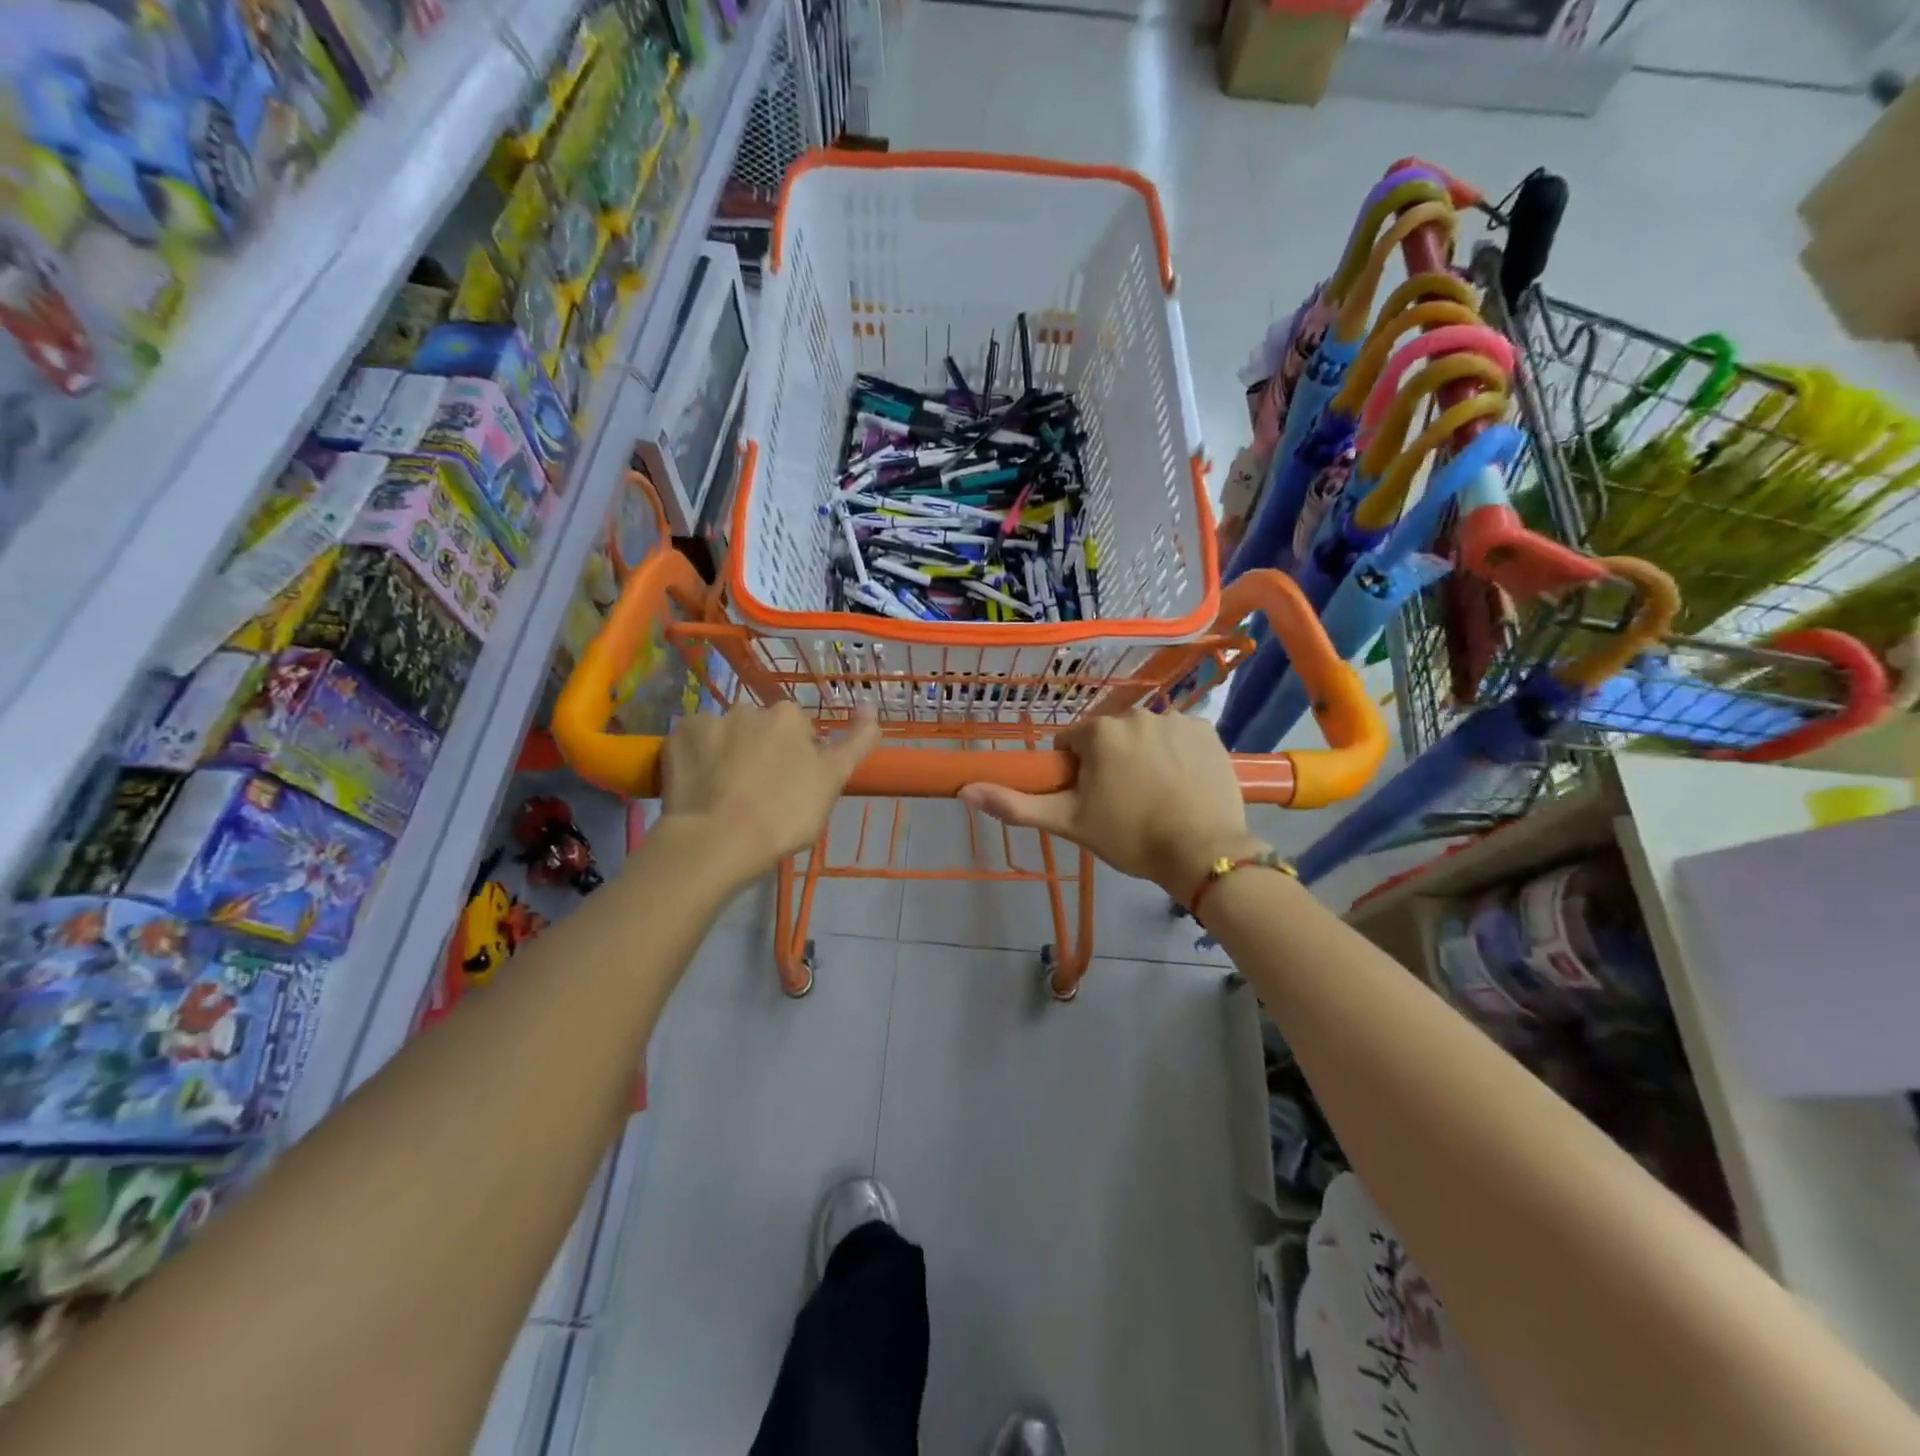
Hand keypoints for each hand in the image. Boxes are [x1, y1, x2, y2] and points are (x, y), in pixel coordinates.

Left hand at [658, 703, 880, 884]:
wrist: (719, 841)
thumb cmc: (785, 814)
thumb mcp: (833, 781)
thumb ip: (856, 742)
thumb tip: (871, 707)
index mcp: (789, 716)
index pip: (800, 731)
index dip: (799, 759)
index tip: (793, 788)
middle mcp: (748, 708)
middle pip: (761, 729)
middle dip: (762, 751)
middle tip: (760, 793)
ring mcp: (708, 721)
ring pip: (725, 735)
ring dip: (728, 753)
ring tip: (725, 794)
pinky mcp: (676, 737)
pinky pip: (692, 742)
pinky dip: (697, 758)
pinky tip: (700, 787)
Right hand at [958, 712, 1260, 897]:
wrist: (1202, 852)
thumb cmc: (1129, 836)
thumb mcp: (1068, 823)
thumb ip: (1015, 805)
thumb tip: (965, 790)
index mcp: (1099, 732)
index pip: (1071, 743)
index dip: (1075, 772)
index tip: (1089, 800)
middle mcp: (1136, 714)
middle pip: (1110, 737)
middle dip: (1110, 762)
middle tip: (1123, 803)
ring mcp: (1176, 719)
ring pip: (1145, 736)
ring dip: (1145, 756)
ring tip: (1157, 796)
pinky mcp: (1208, 731)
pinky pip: (1181, 737)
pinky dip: (1178, 754)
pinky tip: (1183, 784)